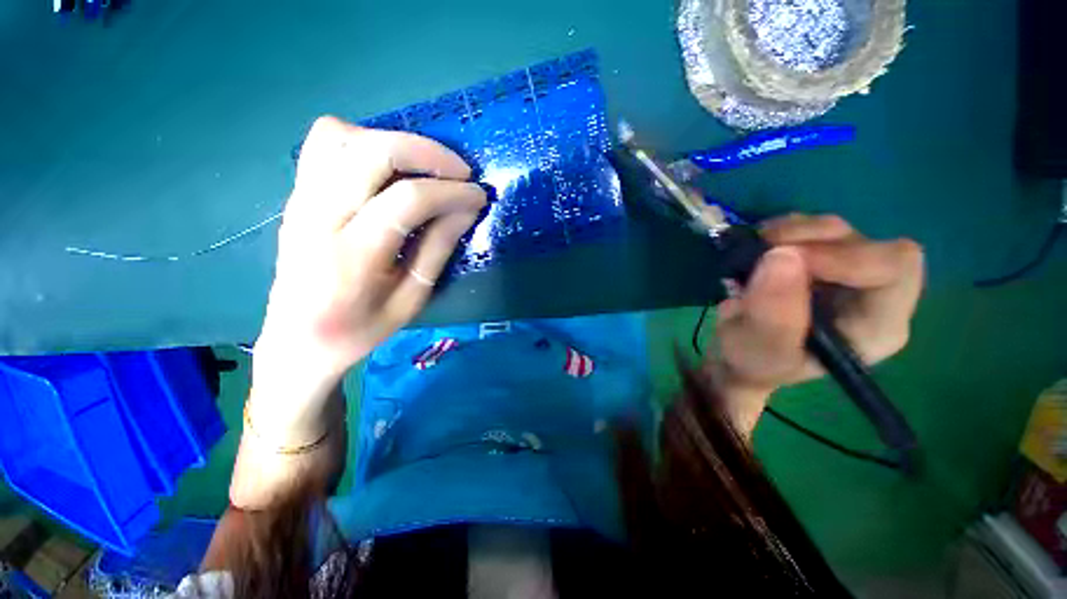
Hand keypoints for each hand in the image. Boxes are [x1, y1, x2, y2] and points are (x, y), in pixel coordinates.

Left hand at [252, 117, 484, 429]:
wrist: (297, 342)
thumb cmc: (360, 330)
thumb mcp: (411, 300)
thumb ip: (438, 249)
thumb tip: (467, 209)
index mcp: (352, 258)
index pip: (407, 200)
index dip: (450, 191)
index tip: (478, 196)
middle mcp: (318, 218)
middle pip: (370, 152)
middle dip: (426, 152)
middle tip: (459, 171)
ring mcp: (300, 201)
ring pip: (341, 135)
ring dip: (392, 142)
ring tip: (424, 168)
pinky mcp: (296, 195)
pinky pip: (325, 144)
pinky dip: (364, 142)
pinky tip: (389, 170)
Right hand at [705, 214, 924, 431]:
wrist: (738, 355)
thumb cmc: (755, 363)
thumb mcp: (761, 350)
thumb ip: (773, 314)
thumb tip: (780, 256)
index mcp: (877, 325)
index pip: (895, 269)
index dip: (846, 256)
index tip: (784, 258)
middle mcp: (872, 293)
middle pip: (864, 242)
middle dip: (810, 239)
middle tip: (761, 250)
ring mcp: (845, 273)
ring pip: (833, 230)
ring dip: (789, 233)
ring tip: (752, 253)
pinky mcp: (819, 260)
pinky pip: (808, 227)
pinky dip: (780, 230)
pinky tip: (757, 249)